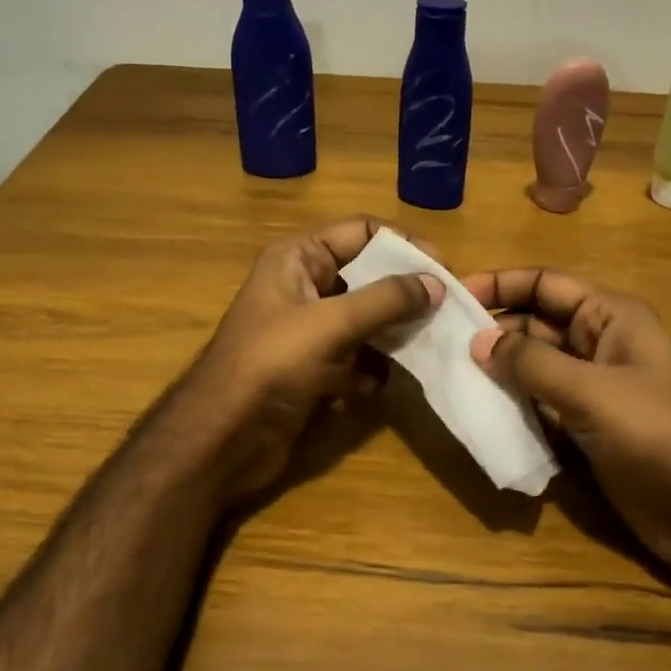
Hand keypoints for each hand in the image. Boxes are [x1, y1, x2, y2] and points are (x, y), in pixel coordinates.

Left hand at [188, 217, 440, 498]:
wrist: (223, 439)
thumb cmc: (271, 364)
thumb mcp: (331, 323)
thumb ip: (386, 300)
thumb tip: (436, 283)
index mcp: (298, 258)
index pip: (362, 231)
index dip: (403, 244)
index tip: (444, 269)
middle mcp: (304, 286)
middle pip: (368, 275)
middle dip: (406, 291)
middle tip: (447, 309)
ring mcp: (310, 330)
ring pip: (367, 318)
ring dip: (395, 331)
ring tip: (431, 343)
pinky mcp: (316, 368)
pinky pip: (357, 357)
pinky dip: (374, 368)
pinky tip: (384, 383)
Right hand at [460, 267, 670, 584]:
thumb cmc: (660, 435)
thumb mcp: (592, 391)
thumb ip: (532, 363)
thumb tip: (478, 341)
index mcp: (610, 317)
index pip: (545, 284)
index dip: (500, 284)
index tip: (452, 294)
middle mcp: (598, 344)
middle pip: (535, 323)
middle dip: (492, 329)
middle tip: (441, 342)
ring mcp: (592, 389)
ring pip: (533, 366)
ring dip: (497, 370)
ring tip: (450, 375)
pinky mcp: (586, 428)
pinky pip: (539, 404)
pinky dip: (512, 405)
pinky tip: (479, 411)